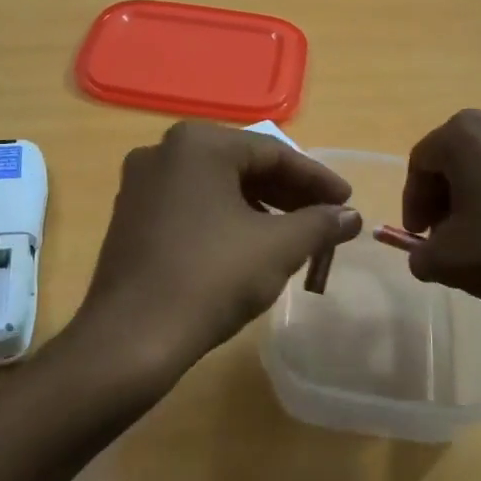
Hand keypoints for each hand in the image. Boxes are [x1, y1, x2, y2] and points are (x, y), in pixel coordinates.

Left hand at [67, 123, 361, 390]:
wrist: (132, 336)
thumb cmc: (211, 278)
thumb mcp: (278, 248)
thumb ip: (320, 224)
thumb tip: (351, 216)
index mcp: (198, 144)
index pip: (274, 153)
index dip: (318, 180)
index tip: (348, 203)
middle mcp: (163, 151)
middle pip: (242, 166)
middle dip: (289, 194)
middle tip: (325, 220)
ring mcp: (140, 184)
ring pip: (216, 187)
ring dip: (259, 208)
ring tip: (293, 236)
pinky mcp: (130, 216)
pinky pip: (190, 206)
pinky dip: (225, 219)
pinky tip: (247, 247)